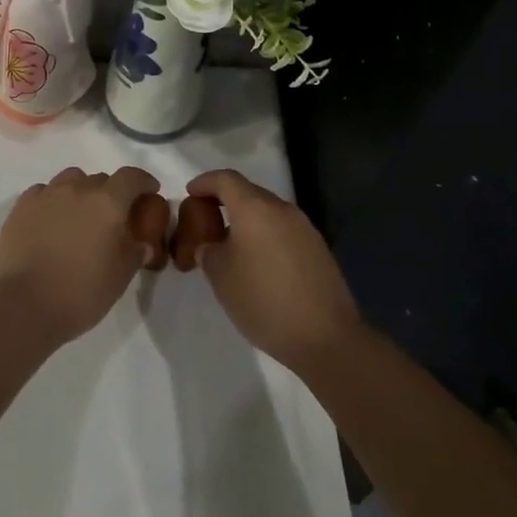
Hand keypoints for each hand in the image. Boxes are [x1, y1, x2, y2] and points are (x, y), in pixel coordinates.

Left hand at [0, 166, 159, 344]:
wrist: (23, 305)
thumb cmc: (80, 293)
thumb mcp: (119, 278)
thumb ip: (134, 254)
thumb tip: (141, 243)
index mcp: (107, 203)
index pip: (131, 177)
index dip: (143, 181)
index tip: (149, 191)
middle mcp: (77, 189)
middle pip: (100, 179)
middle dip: (111, 193)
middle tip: (111, 217)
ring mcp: (46, 195)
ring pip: (70, 179)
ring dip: (81, 191)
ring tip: (79, 215)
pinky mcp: (21, 207)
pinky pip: (44, 191)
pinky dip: (53, 199)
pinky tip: (51, 219)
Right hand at [185, 169, 362, 375]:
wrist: (325, 337)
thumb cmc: (264, 301)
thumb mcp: (221, 277)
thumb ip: (209, 251)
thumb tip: (211, 244)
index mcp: (255, 208)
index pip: (226, 179)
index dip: (205, 182)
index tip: (190, 192)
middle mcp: (282, 209)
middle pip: (249, 192)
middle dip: (225, 200)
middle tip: (207, 220)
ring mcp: (304, 228)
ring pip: (268, 211)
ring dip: (247, 220)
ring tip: (230, 244)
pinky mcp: (318, 248)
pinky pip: (283, 230)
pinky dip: (265, 235)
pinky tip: (258, 261)